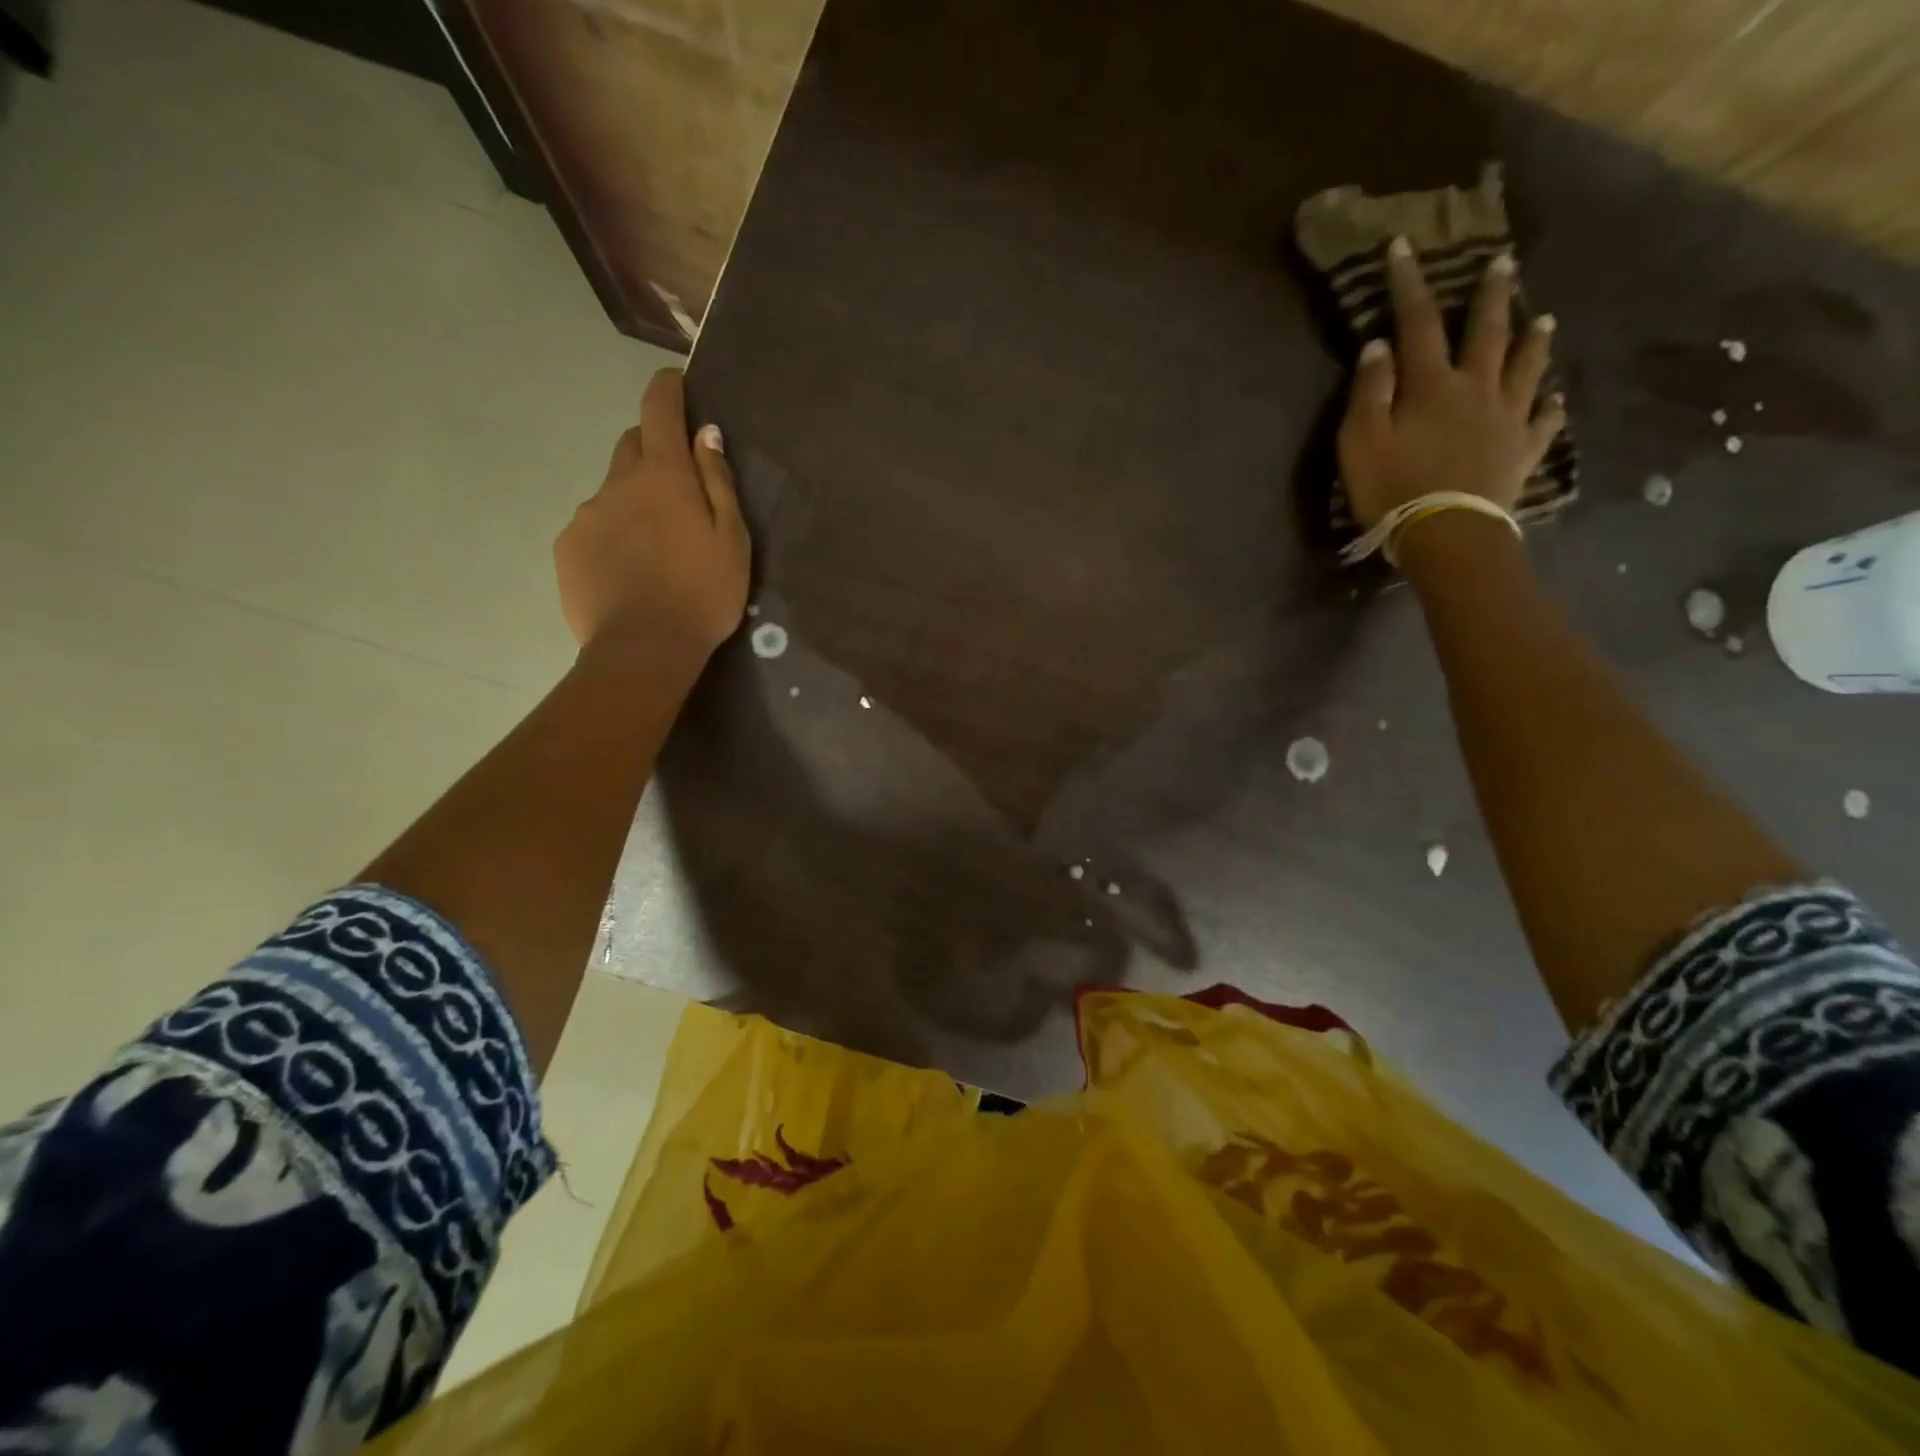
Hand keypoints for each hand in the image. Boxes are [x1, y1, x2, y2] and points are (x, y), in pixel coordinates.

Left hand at [555, 368, 750, 657]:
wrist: (643, 649)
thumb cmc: (703, 595)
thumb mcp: (732, 541)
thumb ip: (718, 483)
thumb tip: (704, 433)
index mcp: (663, 476)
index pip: (659, 408)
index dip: (667, 388)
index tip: (676, 384)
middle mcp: (618, 483)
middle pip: (632, 445)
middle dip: (654, 452)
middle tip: (679, 490)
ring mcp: (587, 514)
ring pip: (613, 491)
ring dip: (634, 502)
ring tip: (656, 548)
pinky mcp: (568, 547)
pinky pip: (593, 526)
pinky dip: (613, 535)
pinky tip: (630, 571)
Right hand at [1336, 239, 1565, 529]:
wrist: (1447, 534)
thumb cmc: (1393, 488)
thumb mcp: (1361, 441)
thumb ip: (1370, 391)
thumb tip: (1379, 345)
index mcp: (1432, 385)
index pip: (1417, 324)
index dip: (1409, 285)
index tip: (1404, 247)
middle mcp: (1476, 389)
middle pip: (1486, 333)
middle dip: (1490, 296)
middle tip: (1503, 263)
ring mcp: (1506, 419)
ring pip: (1525, 368)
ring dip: (1533, 341)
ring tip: (1545, 318)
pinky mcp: (1521, 452)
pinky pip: (1543, 423)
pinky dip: (1551, 408)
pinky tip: (1557, 399)